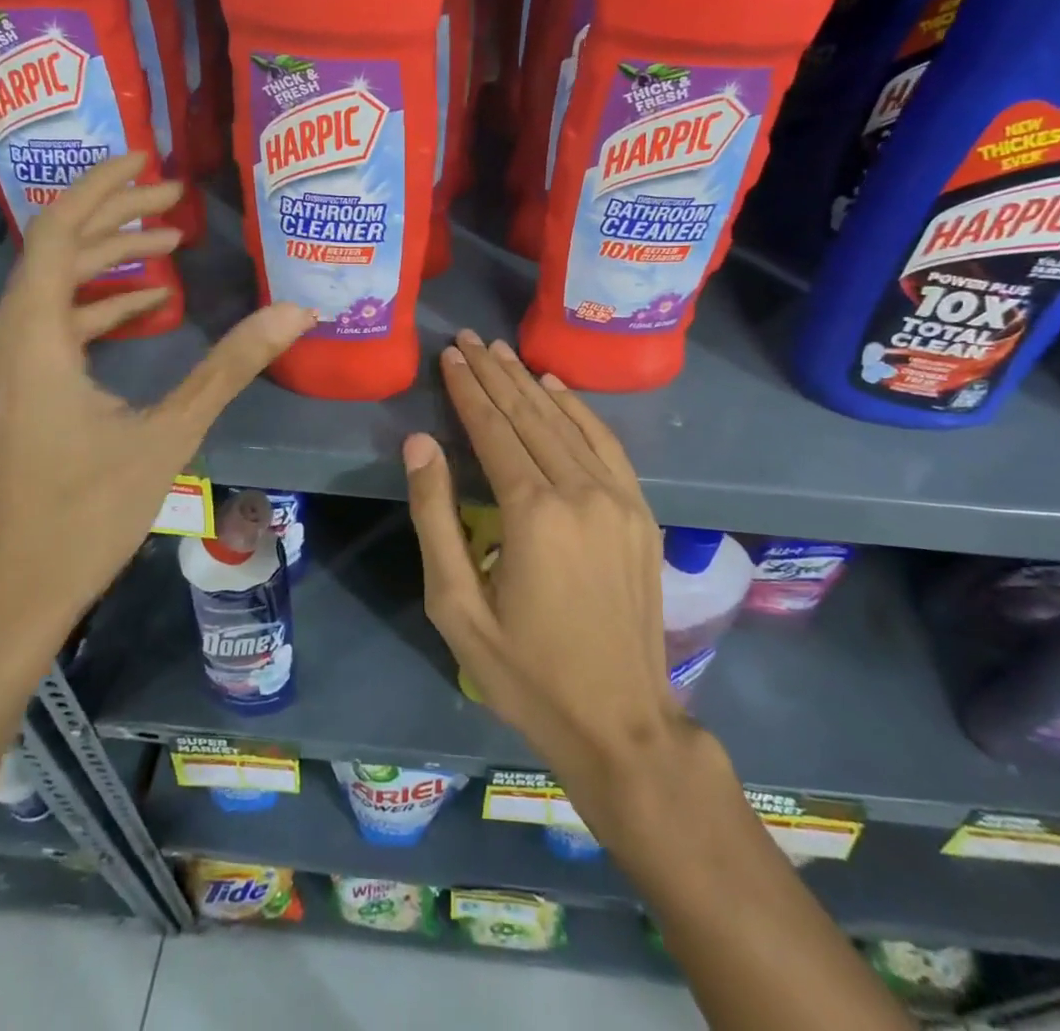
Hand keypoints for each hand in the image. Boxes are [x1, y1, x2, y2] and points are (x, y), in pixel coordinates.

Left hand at [0, 156, 312, 647]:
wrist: (15, 591)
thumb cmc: (86, 513)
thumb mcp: (168, 433)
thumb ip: (230, 367)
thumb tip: (296, 312)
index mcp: (36, 336)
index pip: (59, 231)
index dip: (103, 187)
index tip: (150, 159)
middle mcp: (12, 337)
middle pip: (57, 248)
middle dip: (117, 215)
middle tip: (178, 199)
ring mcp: (11, 365)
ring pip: (56, 285)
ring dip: (110, 258)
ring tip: (171, 242)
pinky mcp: (21, 389)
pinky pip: (57, 321)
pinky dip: (100, 302)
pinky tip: (147, 308)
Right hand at [404, 330, 694, 814]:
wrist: (621, 722)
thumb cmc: (526, 672)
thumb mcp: (457, 606)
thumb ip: (435, 517)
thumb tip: (419, 444)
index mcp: (533, 513)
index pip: (493, 431)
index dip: (468, 390)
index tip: (450, 355)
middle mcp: (580, 491)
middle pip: (529, 415)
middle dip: (494, 374)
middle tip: (468, 338)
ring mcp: (618, 498)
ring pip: (566, 421)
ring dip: (530, 382)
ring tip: (501, 351)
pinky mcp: (640, 511)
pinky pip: (606, 443)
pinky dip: (579, 408)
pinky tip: (557, 386)